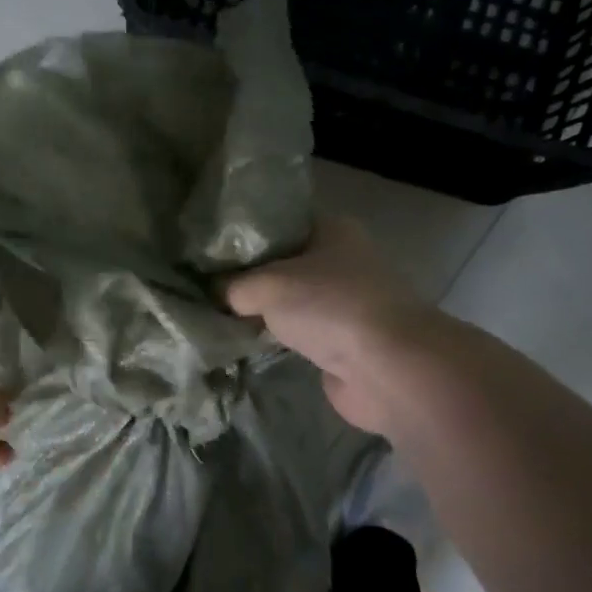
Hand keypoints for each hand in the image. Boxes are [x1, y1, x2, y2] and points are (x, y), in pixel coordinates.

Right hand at [225, 217, 440, 433]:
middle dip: (249, 276)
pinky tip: (244, 341)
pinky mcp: (342, 341)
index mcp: (332, 230)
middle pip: (283, 264)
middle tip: (205, 284)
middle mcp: (342, 260)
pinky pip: (299, 333)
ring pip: (291, 301)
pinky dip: (277, 338)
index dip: (243, 236)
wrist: (386, 368)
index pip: (279, 223)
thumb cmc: (330, 307)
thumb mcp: (267, 285)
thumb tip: (214, 293)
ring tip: (217, 314)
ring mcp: (344, 303)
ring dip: (263, 310)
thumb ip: (233, 286)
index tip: (208, 250)